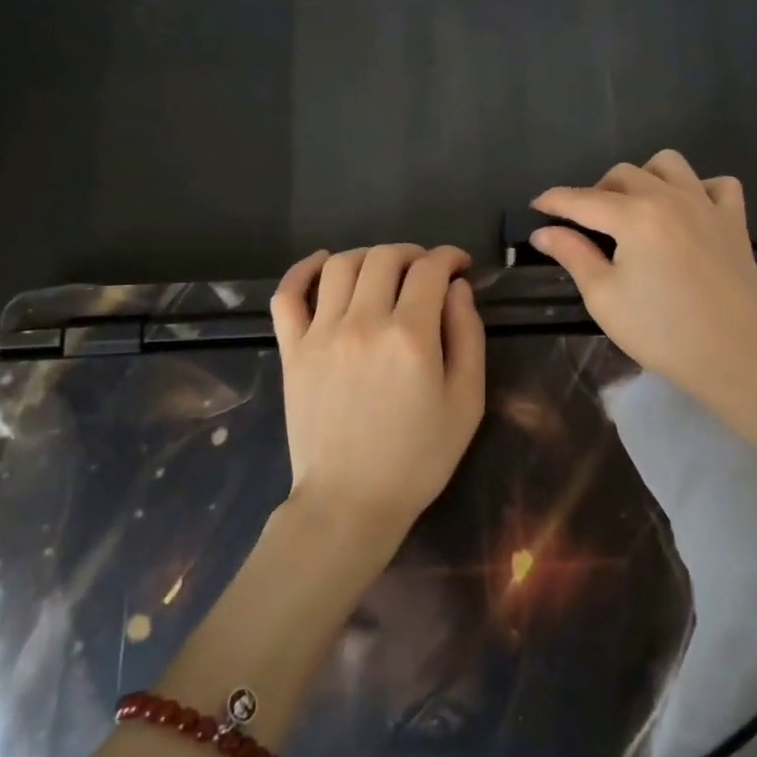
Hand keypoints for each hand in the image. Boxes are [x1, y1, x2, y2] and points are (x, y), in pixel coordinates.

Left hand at [270, 244, 485, 550]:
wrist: (349, 502)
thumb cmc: (418, 458)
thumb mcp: (466, 402)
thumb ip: (467, 336)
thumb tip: (457, 288)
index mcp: (410, 336)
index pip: (429, 269)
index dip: (449, 257)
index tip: (459, 265)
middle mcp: (363, 323)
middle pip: (385, 257)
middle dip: (413, 254)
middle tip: (426, 271)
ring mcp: (320, 334)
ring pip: (341, 265)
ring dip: (369, 256)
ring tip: (385, 270)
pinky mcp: (292, 350)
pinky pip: (289, 295)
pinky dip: (304, 269)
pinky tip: (323, 263)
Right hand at [532, 151, 756, 412]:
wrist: (733, 354)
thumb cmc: (660, 331)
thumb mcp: (604, 297)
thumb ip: (572, 255)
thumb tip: (543, 232)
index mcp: (634, 216)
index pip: (582, 199)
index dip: (554, 201)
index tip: (536, 206)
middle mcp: (670, 197)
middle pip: (622, 174)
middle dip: (596, 192)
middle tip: (586, 225)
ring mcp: (707, 204)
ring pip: (668, 165)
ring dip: (644, 179)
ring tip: (635, 209)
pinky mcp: (734, 220)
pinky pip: (717, 185)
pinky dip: (698, 189)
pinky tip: (688, 212)